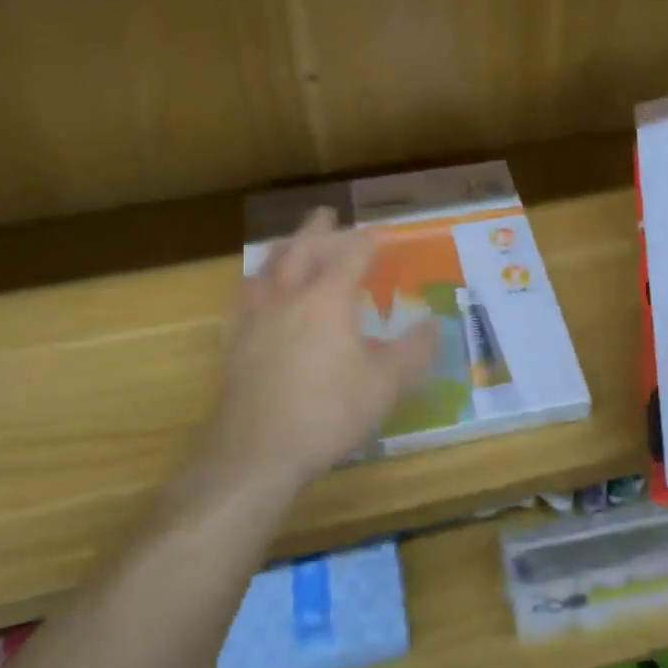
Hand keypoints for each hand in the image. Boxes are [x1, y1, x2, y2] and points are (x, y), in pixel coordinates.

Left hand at [208, 209, 436, 492]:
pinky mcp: (233, 343)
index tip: (379, 236)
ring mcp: (255, 318)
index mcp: (327, 298)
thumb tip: (433, 325)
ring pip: (267, 269)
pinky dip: (255, 283)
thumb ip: (414, 351)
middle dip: (318, 230)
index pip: (350, 256)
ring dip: (283, 250)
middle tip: (327, 215)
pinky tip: (254, 293)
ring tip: (289, 244)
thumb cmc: (329, 412)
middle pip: (302, 250)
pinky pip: (243, 299)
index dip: (367, 242)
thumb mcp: (386, 383)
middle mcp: (288, 296)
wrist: (257, 452)